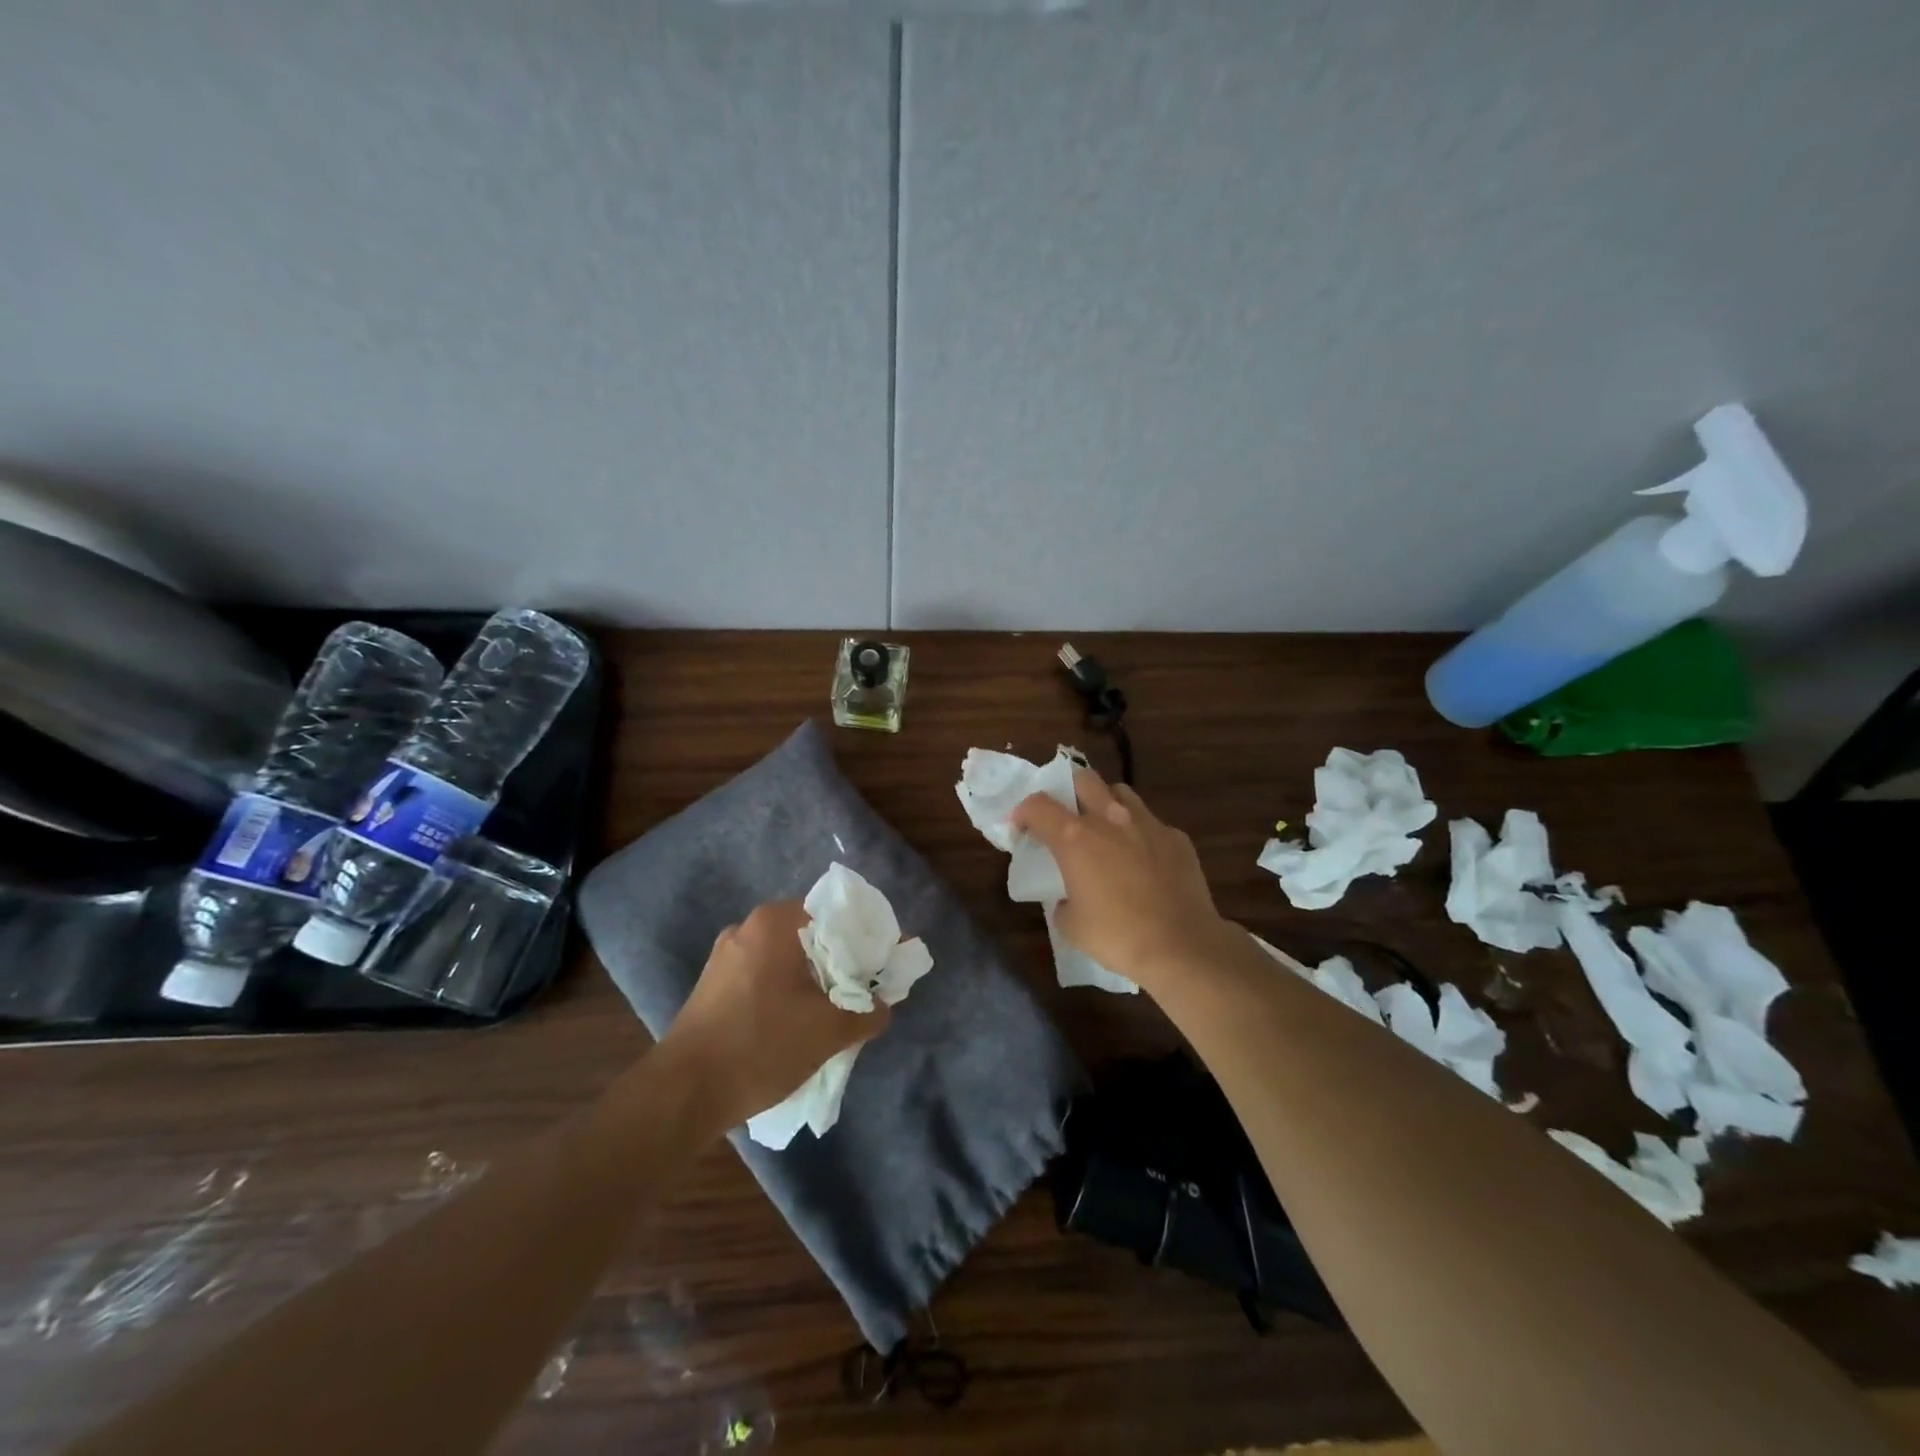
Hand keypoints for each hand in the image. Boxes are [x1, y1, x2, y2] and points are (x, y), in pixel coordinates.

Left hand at [663, 901, 890, 1129]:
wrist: (683, 1093)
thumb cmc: (761, 1045)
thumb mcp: (828, 1031)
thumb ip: (867, 1013)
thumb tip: (882, 1006)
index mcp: (776, 922)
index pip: (837, 914)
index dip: (867, 938)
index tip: (885, 964)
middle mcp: (748, 927)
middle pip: (812, 935)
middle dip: (842, 961)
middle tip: (865, 990)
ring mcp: (725, 956)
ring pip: (787, 958)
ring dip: (814, 979)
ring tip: (835, 1011)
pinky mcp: (713, 985)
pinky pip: (764, 976)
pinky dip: (787, 991)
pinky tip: (797, 1023)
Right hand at [1011, 769, 1230, 992]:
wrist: (1182, 946)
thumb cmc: (1118, 936)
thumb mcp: (1071, 925)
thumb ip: (1062, 901)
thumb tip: (1068, 897)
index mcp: (1075, 838)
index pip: (1038, 805)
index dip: (1023, 812)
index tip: (1021, 828)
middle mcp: (1110, 819)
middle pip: (1083, 779)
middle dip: (1068, 790)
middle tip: (1066, 816)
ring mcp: (1147, 823)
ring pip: (1121, 792)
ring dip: (1106, 803)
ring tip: (1106, 829)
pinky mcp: (1176, 837)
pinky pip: (1152, 823)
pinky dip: (1140, 833)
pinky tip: (1144, 860)